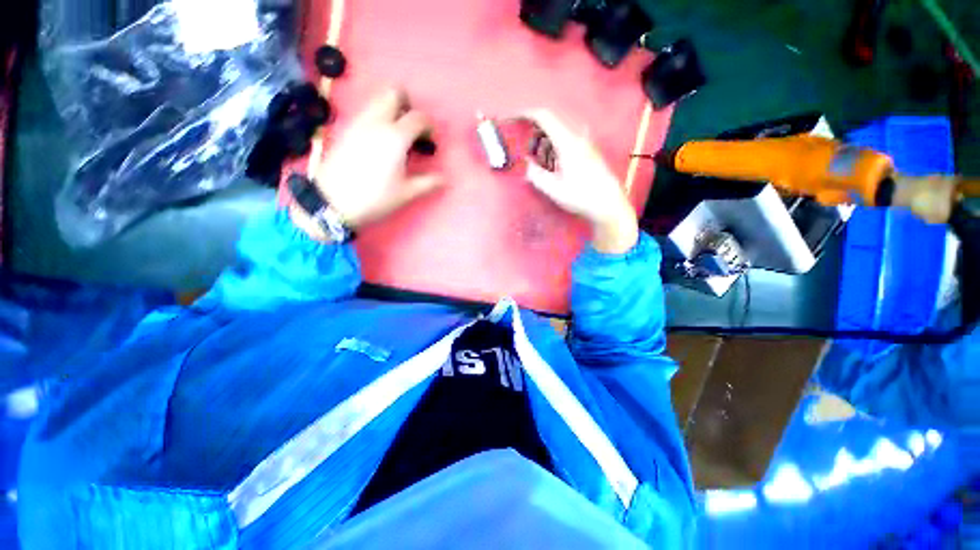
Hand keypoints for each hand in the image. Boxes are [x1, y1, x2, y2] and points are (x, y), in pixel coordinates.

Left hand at [292, 89, 442, 239]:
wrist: (332, 201)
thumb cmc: (375, 197)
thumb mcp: (406, 193)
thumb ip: (428, 183)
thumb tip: (445, 180)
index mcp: (396, 137)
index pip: (418, 117)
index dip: (428, 125)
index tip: (431, 139)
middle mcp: (377, 122)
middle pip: (393, 94)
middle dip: (407, 104)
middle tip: (412, 126)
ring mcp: (358, 122)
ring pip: (377, 100)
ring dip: (391, 109)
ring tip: (396, 133)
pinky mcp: (345, 128)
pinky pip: (365, 112)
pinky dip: (377, 116)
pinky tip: (379, 139)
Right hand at [521, 110, 638, 253]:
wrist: (609, 204)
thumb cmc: (581, 197)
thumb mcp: (555, 190)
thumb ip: (538, 176)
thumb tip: (527, 165)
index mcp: (567, 143)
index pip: (545, 117)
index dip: (527, 114)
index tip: (513, 117)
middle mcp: (577, 138)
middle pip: (552, 123)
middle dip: (534, 130)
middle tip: (525, 146)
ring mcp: (585, 143)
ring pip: (559, 132)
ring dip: (545, 140)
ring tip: (538, 158)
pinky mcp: (588, 151)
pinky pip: (566, 140)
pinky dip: (554, 145)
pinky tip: (553, 162)